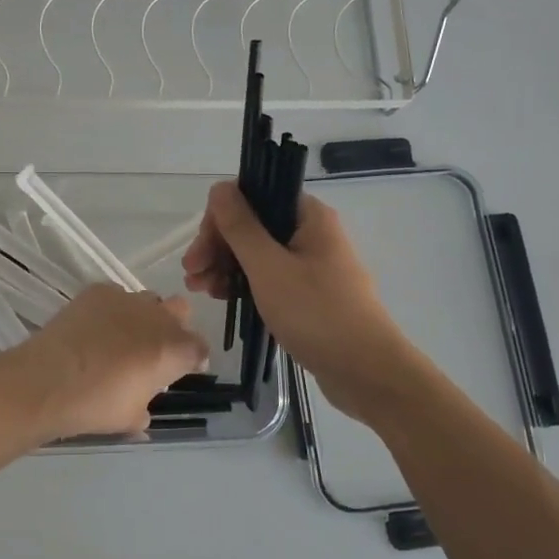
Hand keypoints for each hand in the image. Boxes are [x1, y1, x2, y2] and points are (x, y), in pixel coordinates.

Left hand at [8, 285, 209, 440]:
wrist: (49, 380)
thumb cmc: (97, 405)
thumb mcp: (130, 418)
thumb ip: (144, 408)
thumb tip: (142, 410)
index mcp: (175, 350)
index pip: (200, 348)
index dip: (192, 359)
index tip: (179, 370)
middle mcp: (158, 318)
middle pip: (180, 311)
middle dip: (173, 326)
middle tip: (153, 349)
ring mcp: (128, 299)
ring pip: (148, 300)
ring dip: (143, 315)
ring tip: (120, 336)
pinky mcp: (98, 290)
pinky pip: (116, 295)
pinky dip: (112, 309)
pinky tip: (94, 327)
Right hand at [183, 180, 413, 419]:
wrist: (366, 372)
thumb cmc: (316, 314)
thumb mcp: (269, 267)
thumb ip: (241, 226)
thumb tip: (220, 187)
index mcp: (309, 216)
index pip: (254, 196)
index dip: (220, 218)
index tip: (199, 250)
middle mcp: (313, 233)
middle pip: (254, 225)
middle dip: (218, 246)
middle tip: (192, 274)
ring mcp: (313, 265)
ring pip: (259, 254)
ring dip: (227, 266)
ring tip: (202, 291)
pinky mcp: (311, 295)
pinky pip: (271, 278)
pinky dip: (246, 284)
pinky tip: (225, 299)